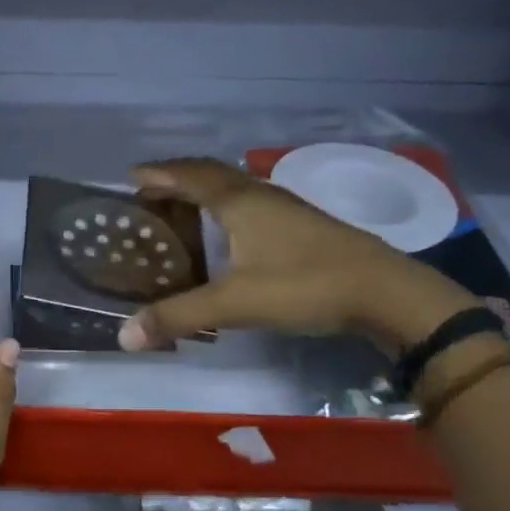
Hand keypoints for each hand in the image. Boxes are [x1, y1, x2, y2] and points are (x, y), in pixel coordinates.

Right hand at [116, 158, 478, 354]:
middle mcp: (261, 196)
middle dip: (177, 181)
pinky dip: (226, 212)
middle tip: (148, 196)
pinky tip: (227, 236)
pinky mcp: (303, 228)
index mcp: (240, 203)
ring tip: (180, 213)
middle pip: (212, 176)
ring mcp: (287, 210)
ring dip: (203, 194)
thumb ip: (178, 316)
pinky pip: (252, 207)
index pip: (190, 176)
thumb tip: (124, 336)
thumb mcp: (235, 303)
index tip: (131, 177)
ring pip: (235, 190)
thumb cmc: (305, 286)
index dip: (159, 174)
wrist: (386, 293)